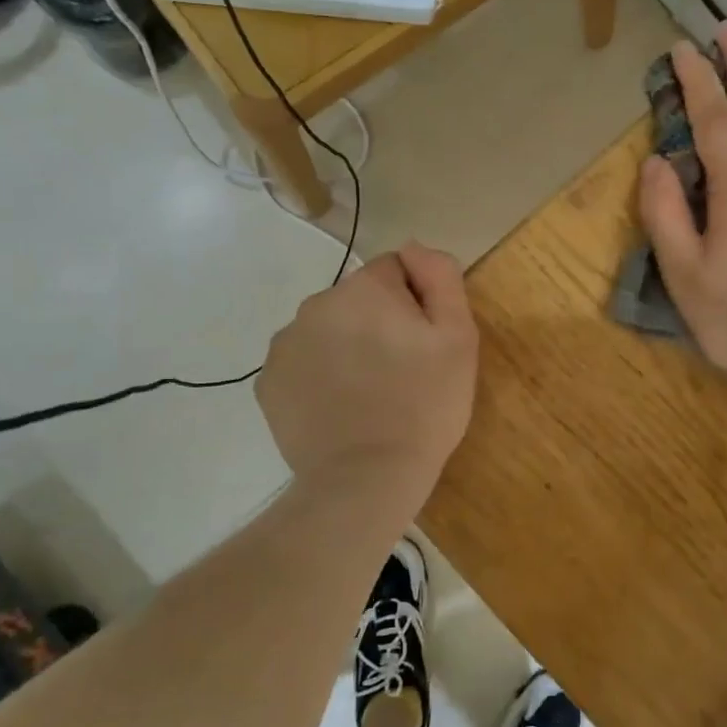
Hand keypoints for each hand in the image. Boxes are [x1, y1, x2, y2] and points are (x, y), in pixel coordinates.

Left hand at [257, 243, 478, 493]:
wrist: (366, 480)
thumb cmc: (424, 406)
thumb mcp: (458, 337)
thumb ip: (440, 277)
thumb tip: (414, 247)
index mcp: (364, 288)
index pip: (396, 271)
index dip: (416, 303)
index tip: (423, 343)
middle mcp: (317, 303)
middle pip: (358, 299)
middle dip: (378, 322)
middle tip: (400, 372)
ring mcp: (286, 343)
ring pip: (328, 329)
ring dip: (346, 347)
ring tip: (368, 394)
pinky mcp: (268, 381)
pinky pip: (303, 363)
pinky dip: (319, 376)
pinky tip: (339, 408)